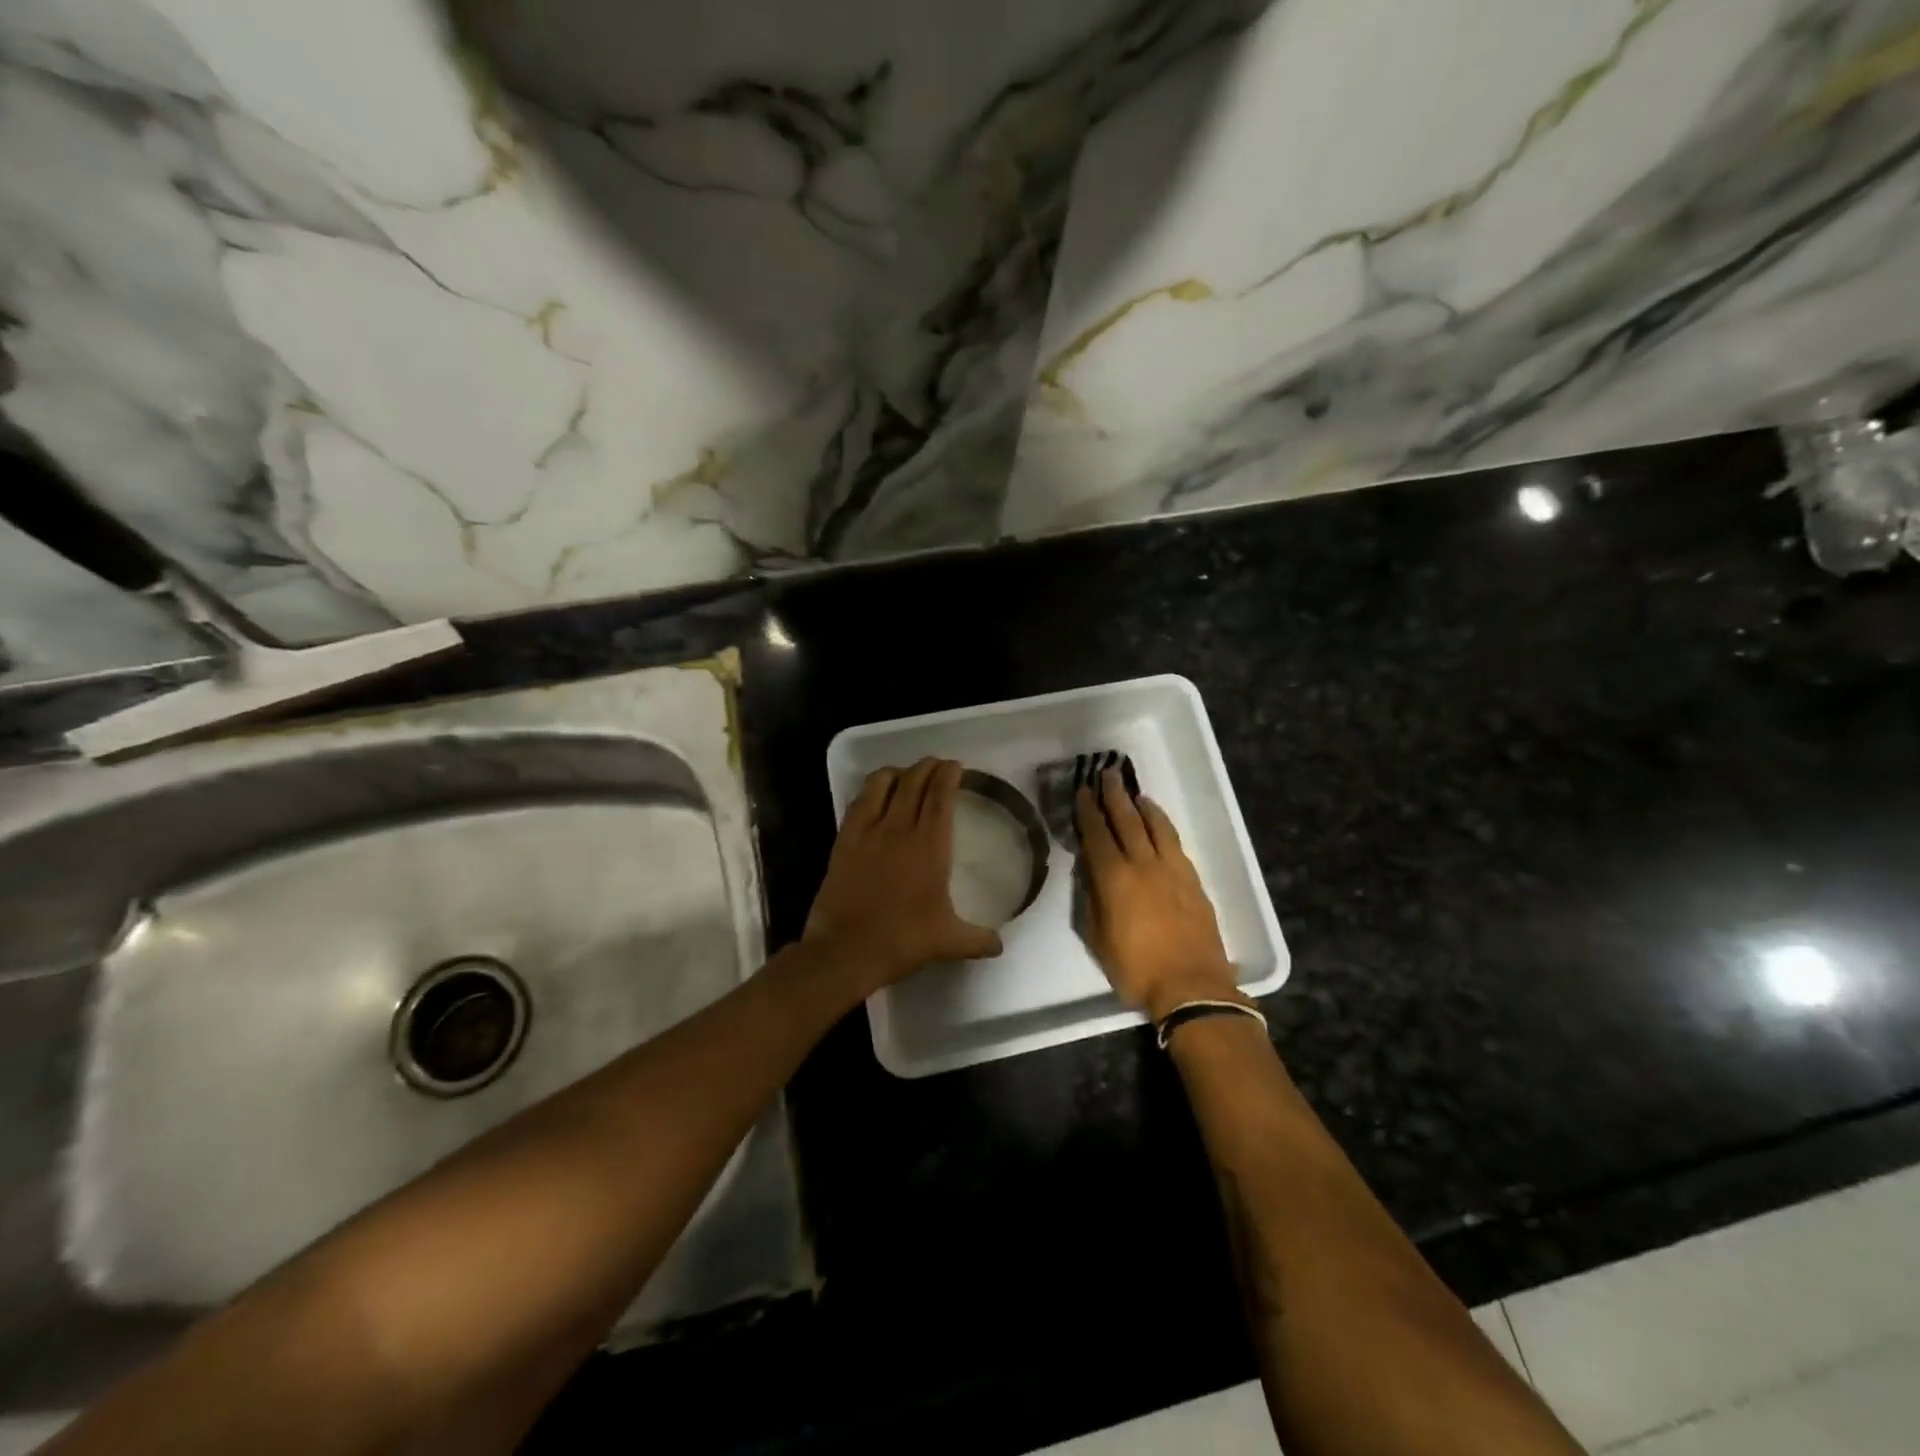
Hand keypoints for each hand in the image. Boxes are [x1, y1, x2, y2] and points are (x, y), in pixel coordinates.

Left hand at [804, 758, 1002, 992]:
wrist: (846, 950)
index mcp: (929, 846)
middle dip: (927, 767)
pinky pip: (858, 802)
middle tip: (936, 765)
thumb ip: (977, 939)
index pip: (940, 796)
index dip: (948, 775)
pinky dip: (870, 789)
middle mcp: (899, 829)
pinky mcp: (844, 840)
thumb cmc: (902, 940)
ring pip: (882, 784)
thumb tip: (1000, 946)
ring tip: (906, 774)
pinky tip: (875, 793)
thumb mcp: (947, 942)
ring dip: (898, 772)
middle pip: (914, 782)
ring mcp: (868, 832)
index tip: (955, 766)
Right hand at [1075, 769, 1244, 1021]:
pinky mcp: (1192, 878)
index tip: (1083, 791)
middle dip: (1114, 796)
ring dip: (1142, 806)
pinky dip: (1163, 825)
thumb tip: (1090, 871)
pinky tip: (1158, 822)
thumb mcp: (1098, 938)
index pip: (1096, 835)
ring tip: (1133, 792)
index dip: (1088, 811)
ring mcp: (1171, 869)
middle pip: (1126, 820)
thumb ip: (1092, 899)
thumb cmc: (1136, 968)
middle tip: (1107, 774)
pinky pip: (1174, 841)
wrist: (1192, 985)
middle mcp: (1142, 864)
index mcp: (1113, 878)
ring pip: (1155, 826)